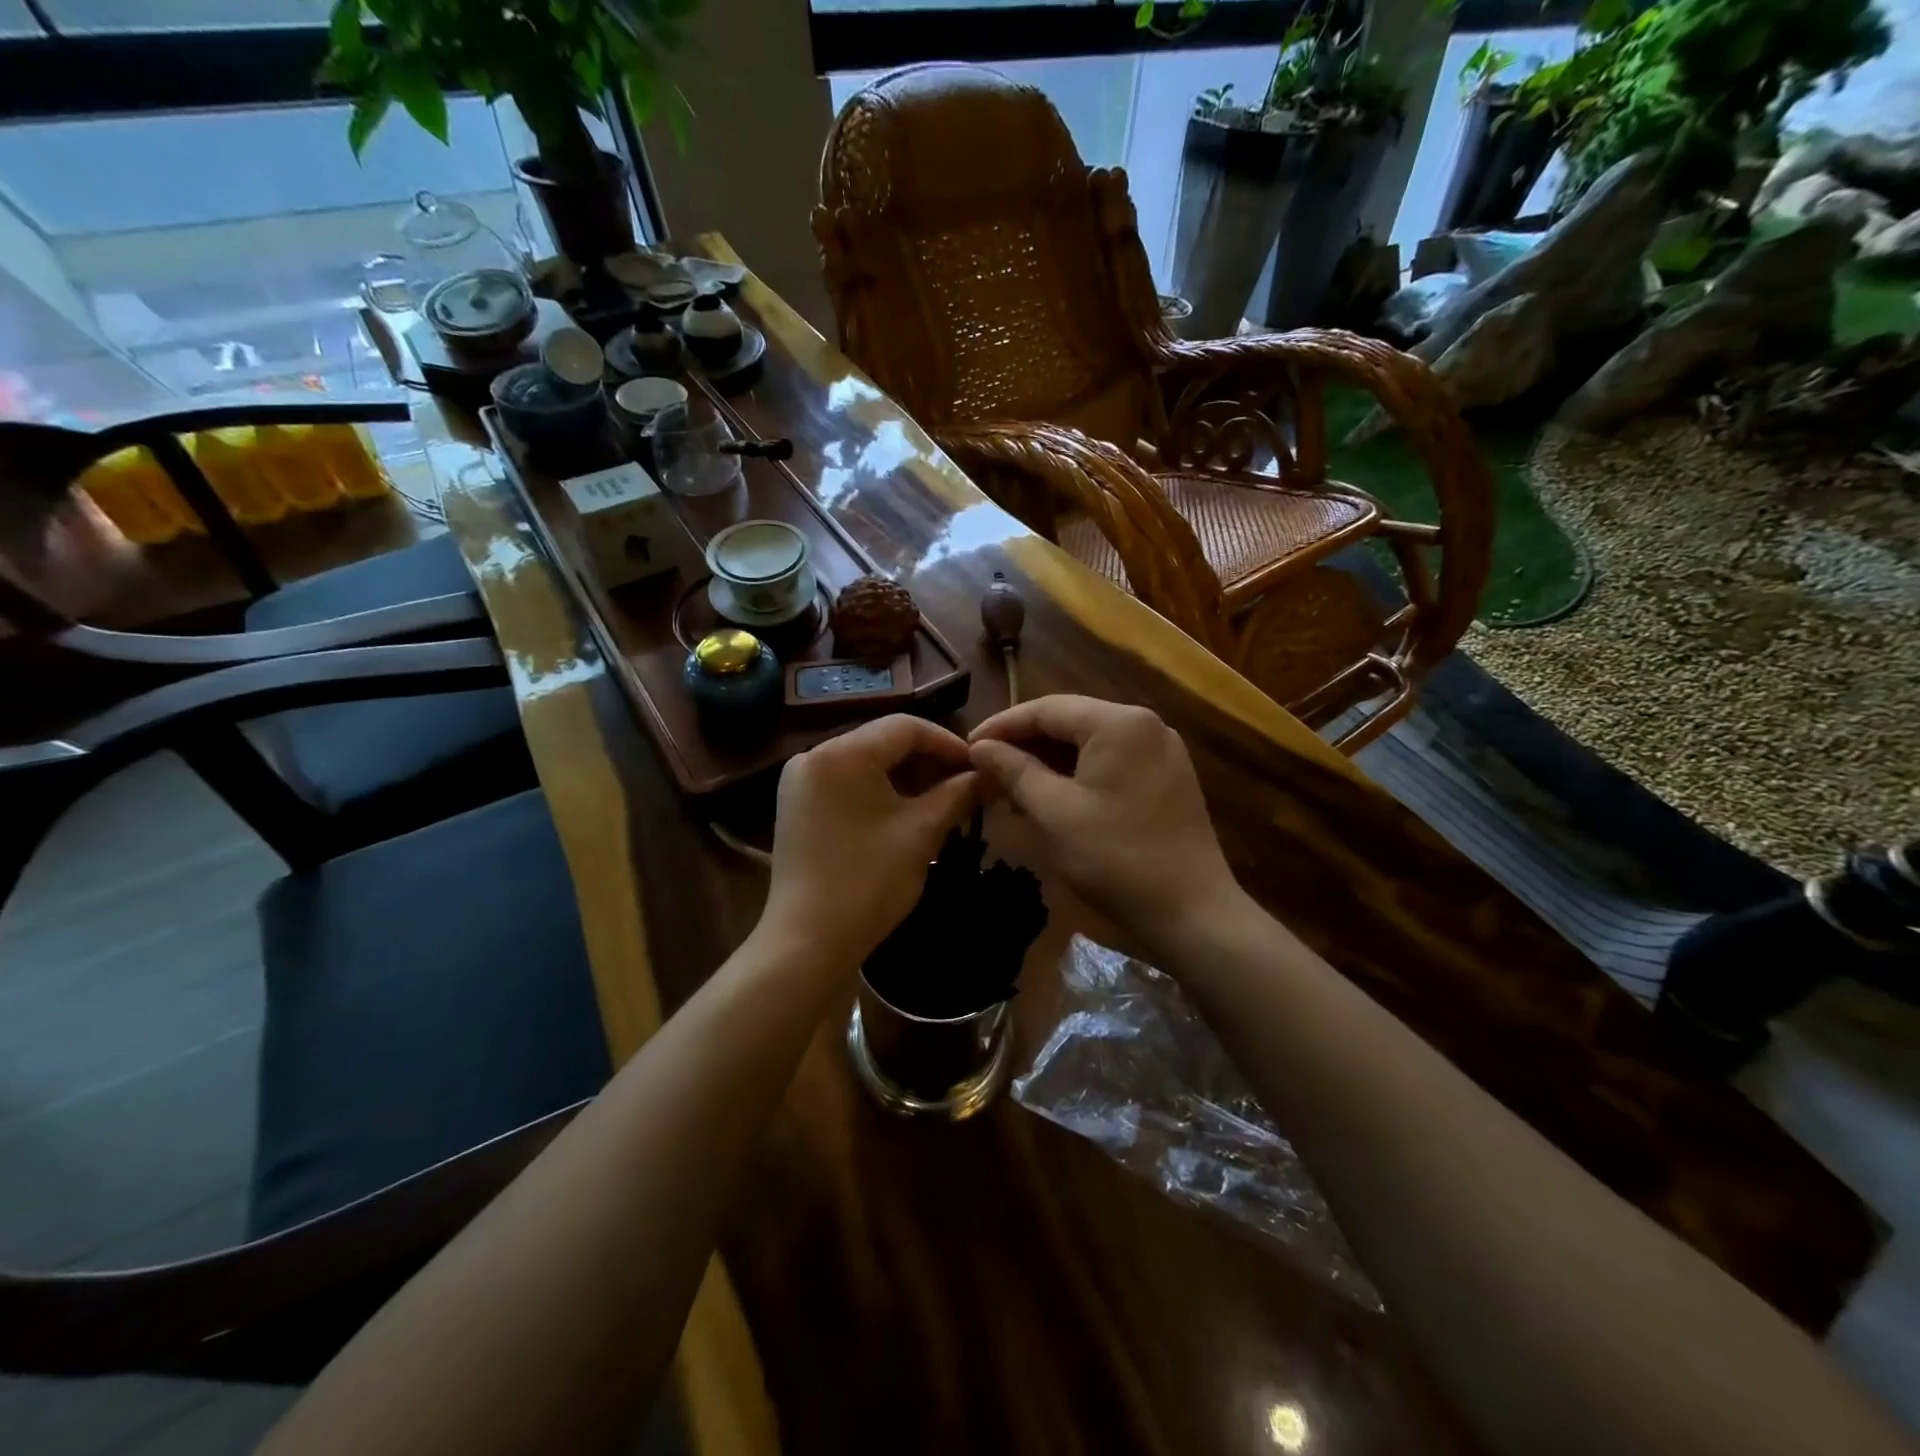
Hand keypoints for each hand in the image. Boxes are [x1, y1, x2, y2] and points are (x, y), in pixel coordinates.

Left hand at [760, 715, 978, 970]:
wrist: (807, 941)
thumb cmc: (869, 880)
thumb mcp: (921, 832)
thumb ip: (959, 794)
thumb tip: (991, 774)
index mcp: (842, 753)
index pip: (906, 727)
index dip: (949, 743)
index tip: (980, 766)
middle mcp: (814, 756)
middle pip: (883, 742)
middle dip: (928, 762)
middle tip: (966, 785)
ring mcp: (801, 782)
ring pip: (866, 764)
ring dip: (906, 778)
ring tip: (944, 801)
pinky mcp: (797, 807)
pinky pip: (847, 784)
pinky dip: (879, 792)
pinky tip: (907, 813)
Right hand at [969, 695, 1242, 955]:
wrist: (1191, 911)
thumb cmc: (1114, 857)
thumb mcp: (1053, 811)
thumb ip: (1014, 770)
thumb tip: (980, 746)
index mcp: (1119, 722)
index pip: (1047, 709)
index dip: (1002, 725)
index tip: (968, 747)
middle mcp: (1146, 724)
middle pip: (1071, 721)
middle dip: (1025, 744)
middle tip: (986, 769)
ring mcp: (1162, 750)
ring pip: (1091, 743)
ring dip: (1050, 761)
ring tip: (1013, 789)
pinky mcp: (1168, 777)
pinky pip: (1113, 762)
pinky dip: (1078, 774)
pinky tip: (1053, 797)